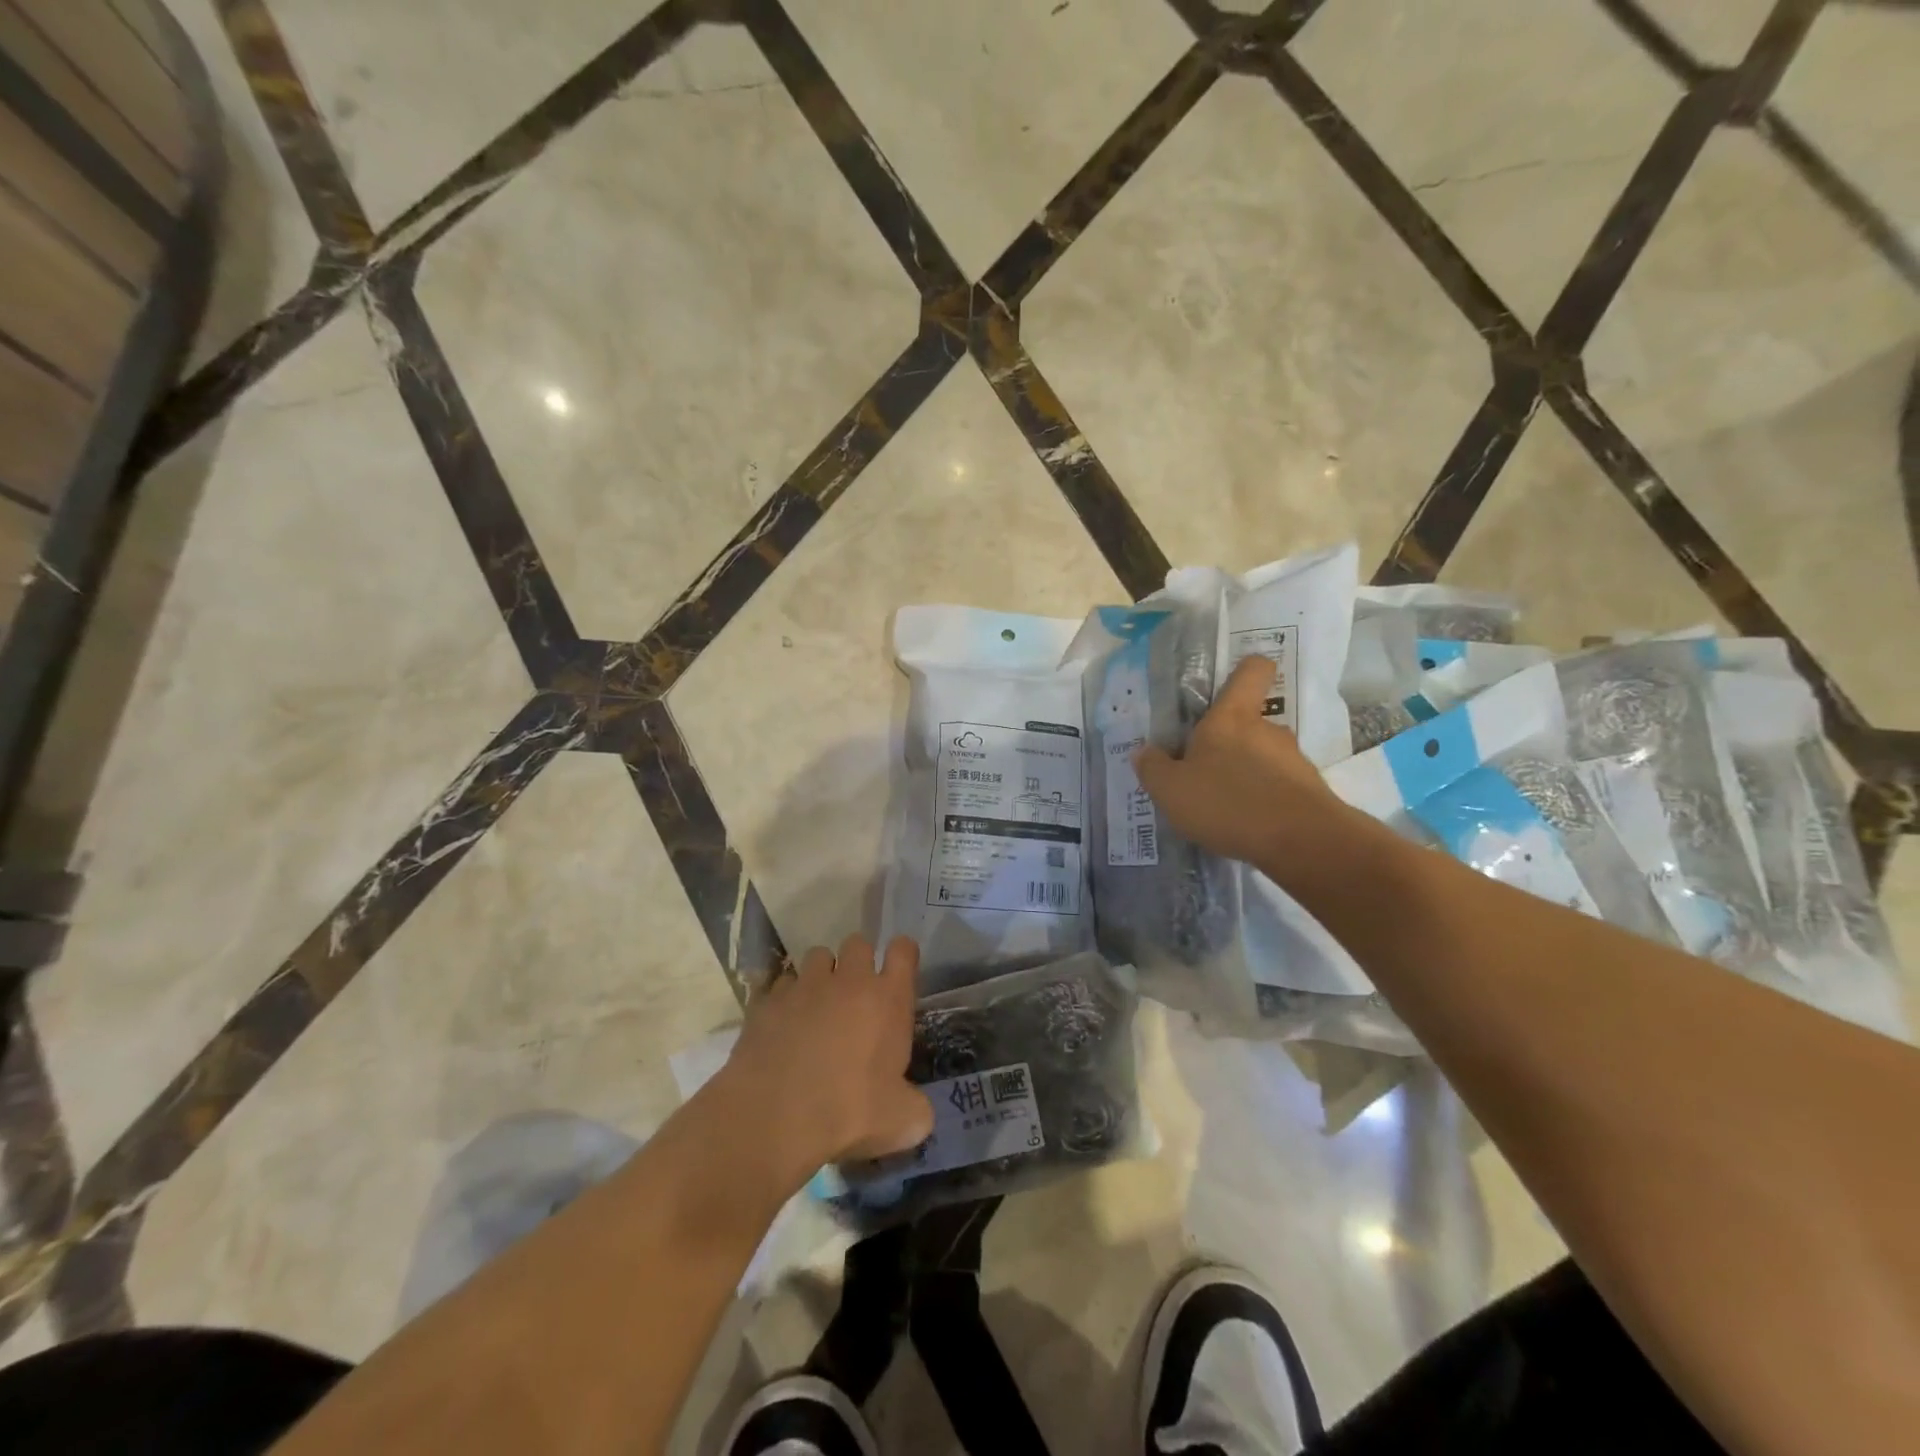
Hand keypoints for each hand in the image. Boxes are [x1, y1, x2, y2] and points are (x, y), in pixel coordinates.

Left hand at [720, 935, 933, 1186]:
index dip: (902, 955)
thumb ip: (916, 1107)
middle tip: (856, 994)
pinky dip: (785, 999)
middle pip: (858, 943)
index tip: (899, 971)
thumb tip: (916, 1109)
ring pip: (817, 956)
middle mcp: (848, 980)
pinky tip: (783, 1026)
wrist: (775, 1117)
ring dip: (821, 975)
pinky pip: (781, 985)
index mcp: (888, 998)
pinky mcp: (768, 1000)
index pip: (903, 950)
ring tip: (817, 1005)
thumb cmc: (850, 1112)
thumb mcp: (902, 1121)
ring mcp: (805, 986)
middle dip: (858, 961)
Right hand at [1135, 655, 1347, 868]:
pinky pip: (1280, 786)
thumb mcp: (1171, 789)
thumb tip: (1145, 751)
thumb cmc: (1228, 802)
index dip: (1244, 671)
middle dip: (1230, 743)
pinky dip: (1264, 800)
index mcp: (1231, 718)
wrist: (1301, 842)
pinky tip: (1248, 826)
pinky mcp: (1310, 791)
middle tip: (1205, 771)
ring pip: (1264, 757)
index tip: (1229, 684)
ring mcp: (1293, 760)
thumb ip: (1153, 768)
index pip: (1252, 672)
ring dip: (1247, 774)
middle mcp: (1267, 730)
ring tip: (1225, 806)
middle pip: (1249, 723)